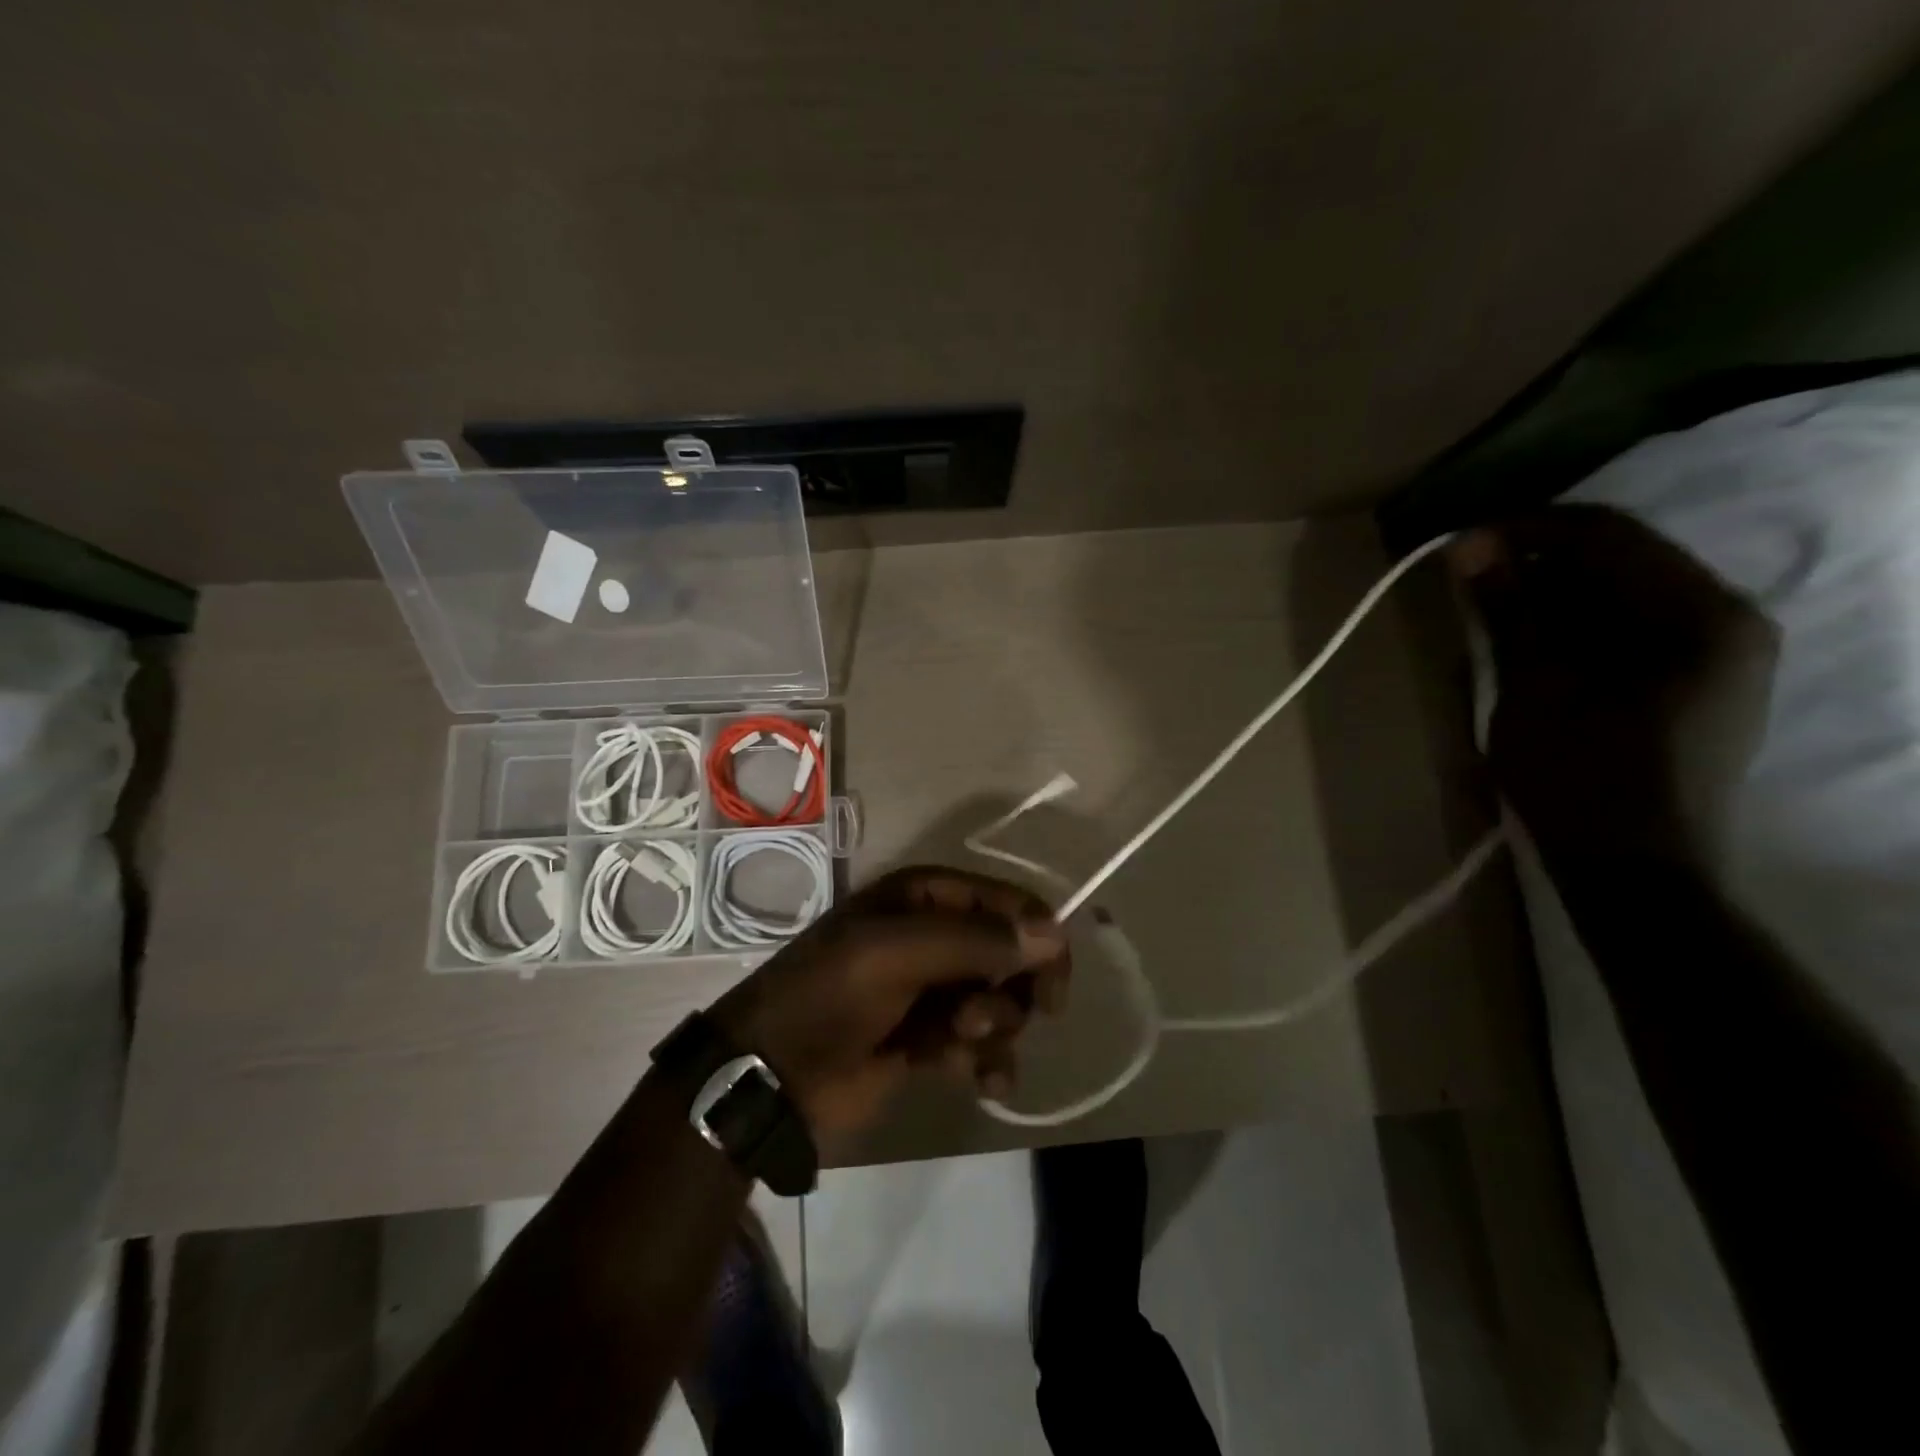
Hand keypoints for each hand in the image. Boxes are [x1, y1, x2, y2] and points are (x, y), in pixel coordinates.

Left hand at [707, 867, 1070, 1139]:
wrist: (772, 1076)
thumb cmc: (830, 995)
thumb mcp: (897, 953)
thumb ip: (977, 941)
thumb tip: (1056, 933)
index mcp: (924, 898)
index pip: (1005, 902)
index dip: (1036, 935)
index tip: (1053, 980)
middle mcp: (934, 937)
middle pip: (1010, 954)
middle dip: (1010, 987)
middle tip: (992, 1016)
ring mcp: (933, 991)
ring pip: (1001, 1002)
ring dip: (994, 1026)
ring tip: (958, 1044)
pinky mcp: (932, 1041)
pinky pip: (984, 1045)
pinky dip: (991, 1062)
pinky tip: (987, 1082)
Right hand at [1452, 504, 1777, 859]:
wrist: (1635, 873)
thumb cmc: (1579, 779)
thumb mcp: (1531, 688)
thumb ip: (1509, 610)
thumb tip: (1471, 545)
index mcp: (1699, 613)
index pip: (1606, 533)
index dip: (1525, 529)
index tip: (1461, 545)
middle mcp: (1728, 618)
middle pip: (1620, 559)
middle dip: (1538, 563)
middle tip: (1469, 582)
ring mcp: (1721, 653)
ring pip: (1623, 594)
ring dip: (1554, 596)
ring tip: (1491, 614)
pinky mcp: (1701, 683)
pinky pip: (1632, 628)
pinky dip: (1577, 627)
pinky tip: (1532, 647)